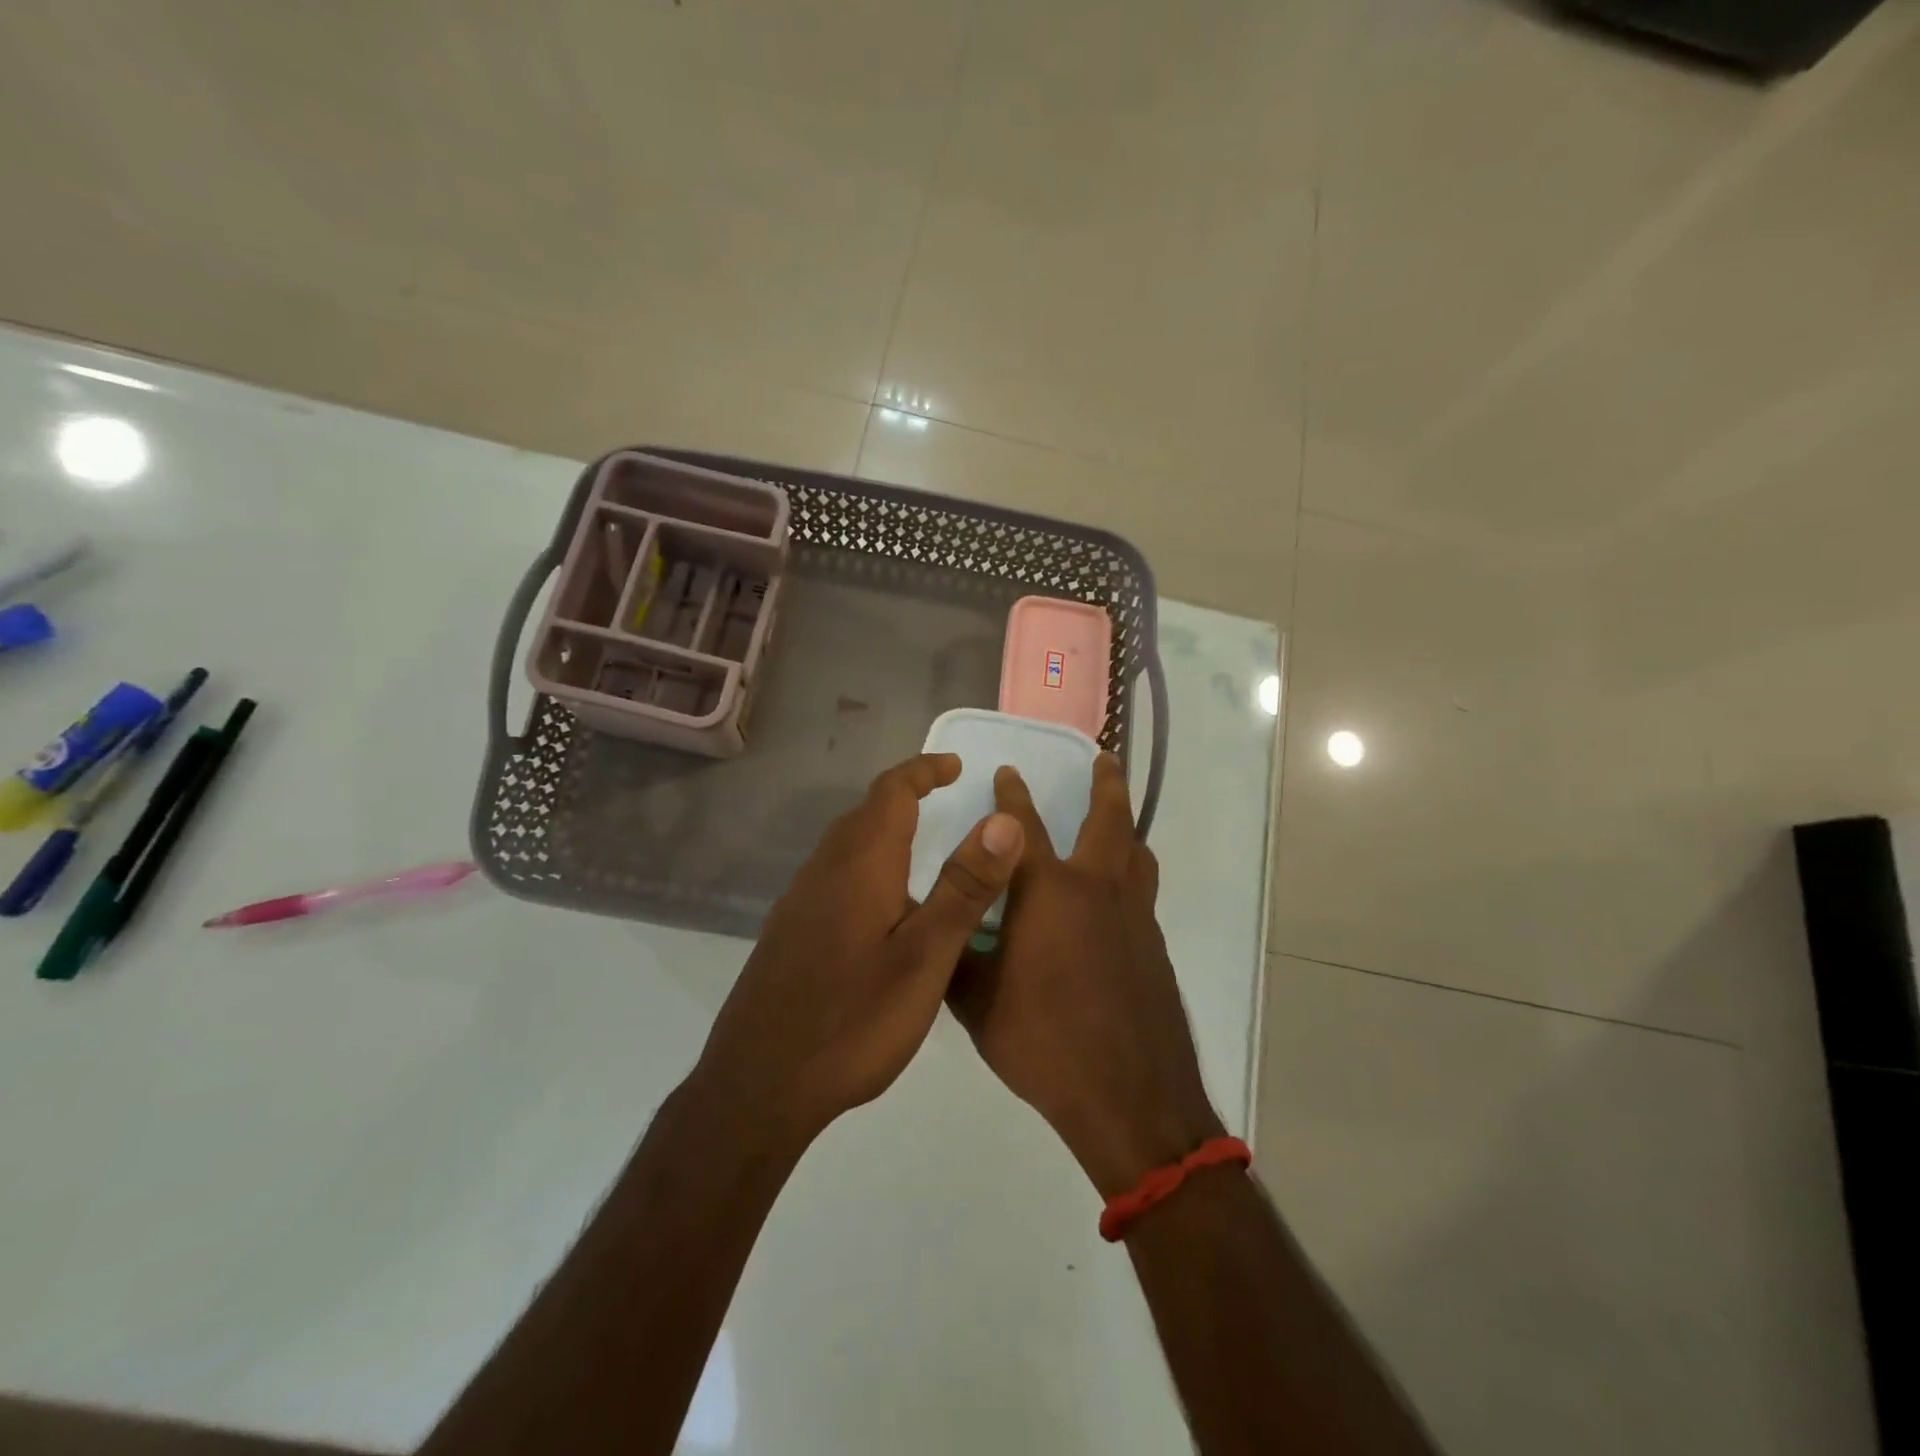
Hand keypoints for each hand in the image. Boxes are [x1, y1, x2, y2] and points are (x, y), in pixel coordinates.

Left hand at [692, 753, 1024, 1146]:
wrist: (757, 1087)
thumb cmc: (852, 1022)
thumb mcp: (925, 958)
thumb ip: (965, 887)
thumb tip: (1004, 819)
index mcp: (860, 865)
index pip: (891, 792)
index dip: (924, 770)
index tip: (956, 766)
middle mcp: (823, 872)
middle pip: (864, 813)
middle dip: (905, 794)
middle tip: (944, 797)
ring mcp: (798, 904)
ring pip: (845, 846)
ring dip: (883, 830)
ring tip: (920, 846)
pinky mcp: (788, 934)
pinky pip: (832, 877)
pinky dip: (865, 865)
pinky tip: (880, 908)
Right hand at [948, 755, 1223, 1197]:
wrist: (1129, 1097)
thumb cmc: (1044, 1043)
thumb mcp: (978, 1002)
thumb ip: (955, 954)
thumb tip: (934, 925)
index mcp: (1048, 894)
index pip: (1022, 828)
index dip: (1012, 796)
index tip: (1008, 772)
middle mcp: (1097, 890)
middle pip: (1109, 821)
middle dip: (1105, 784)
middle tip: (1104, 757)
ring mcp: (1134, 917)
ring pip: (1137, 855)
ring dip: (1126, 828)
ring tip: (1118, 821)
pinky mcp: (1154, 946)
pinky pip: (1143, 893)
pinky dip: (1131, 876)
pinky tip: (1117, 899)